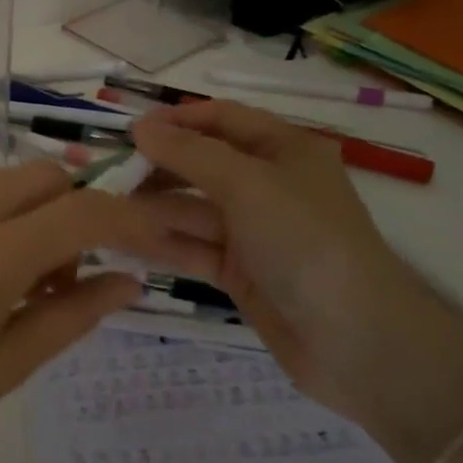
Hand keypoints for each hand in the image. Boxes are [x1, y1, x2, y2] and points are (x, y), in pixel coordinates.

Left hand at [0, 162, 200, 462]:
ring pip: (0, 181)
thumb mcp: (4, 369)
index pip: (81, 211)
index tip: (154, 240)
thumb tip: (127, 282)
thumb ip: (71, 317)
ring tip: (11, 280)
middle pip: (43, 176)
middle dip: (75, 208)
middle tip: (62, 274)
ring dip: (29, 213)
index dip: (130, 218)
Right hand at [129, 100, 435, 419]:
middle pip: (201, 163)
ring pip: (192, 208)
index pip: (222, 118)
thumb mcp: (247, 184)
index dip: (176, 120)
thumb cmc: (305, 241)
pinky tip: (122, 240)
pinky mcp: (241, 272)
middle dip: (157, 165)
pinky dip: (162, 242)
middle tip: (109, 173)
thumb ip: (189, 153)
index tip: (129, 130)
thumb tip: (140, 127)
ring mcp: (253, 231)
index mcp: (283, 150)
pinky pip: (193, 246)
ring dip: (152, 206)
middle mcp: (268, 185)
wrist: (360, 343)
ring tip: (103, 208)